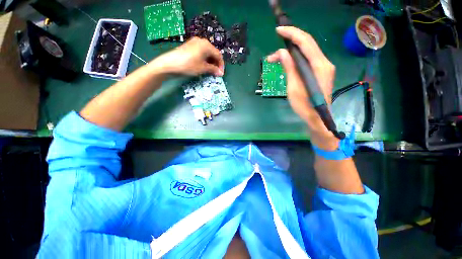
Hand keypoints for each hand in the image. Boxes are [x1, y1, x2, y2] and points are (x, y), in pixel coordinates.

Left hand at [149, 37, 224, 76]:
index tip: (221, 74)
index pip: (219, 55)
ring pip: (207, 53)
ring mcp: (195, 42)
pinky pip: (201, 52)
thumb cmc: (189, 65)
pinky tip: (203, 65)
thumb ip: (213, 70)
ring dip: (210, 62)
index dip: (221, 65)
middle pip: (213, 53)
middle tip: (216, 73)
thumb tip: (220, 73)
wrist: (170, 63)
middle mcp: (202, 41)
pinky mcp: (190, 45)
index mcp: (207, 45)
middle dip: (216, 63)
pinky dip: (204, 59)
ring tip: (210, 71)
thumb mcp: (203, 68)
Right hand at [267, 26, 337, 149]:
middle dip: (289, 43)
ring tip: (274, 61)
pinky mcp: (320, 71)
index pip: (306, 42)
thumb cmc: (305, 106)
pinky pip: (307, 59)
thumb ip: (290, 68)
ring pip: (306, 52)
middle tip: (272, 54)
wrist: (317, 118)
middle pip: (307, 44)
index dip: (292, 33)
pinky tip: (286, 63)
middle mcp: (324, 62)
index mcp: (319, 66)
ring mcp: (323, 67)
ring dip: (290, 53)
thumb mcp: (294, 88)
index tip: (278, 31)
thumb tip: (282, 53)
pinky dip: (295, 58)